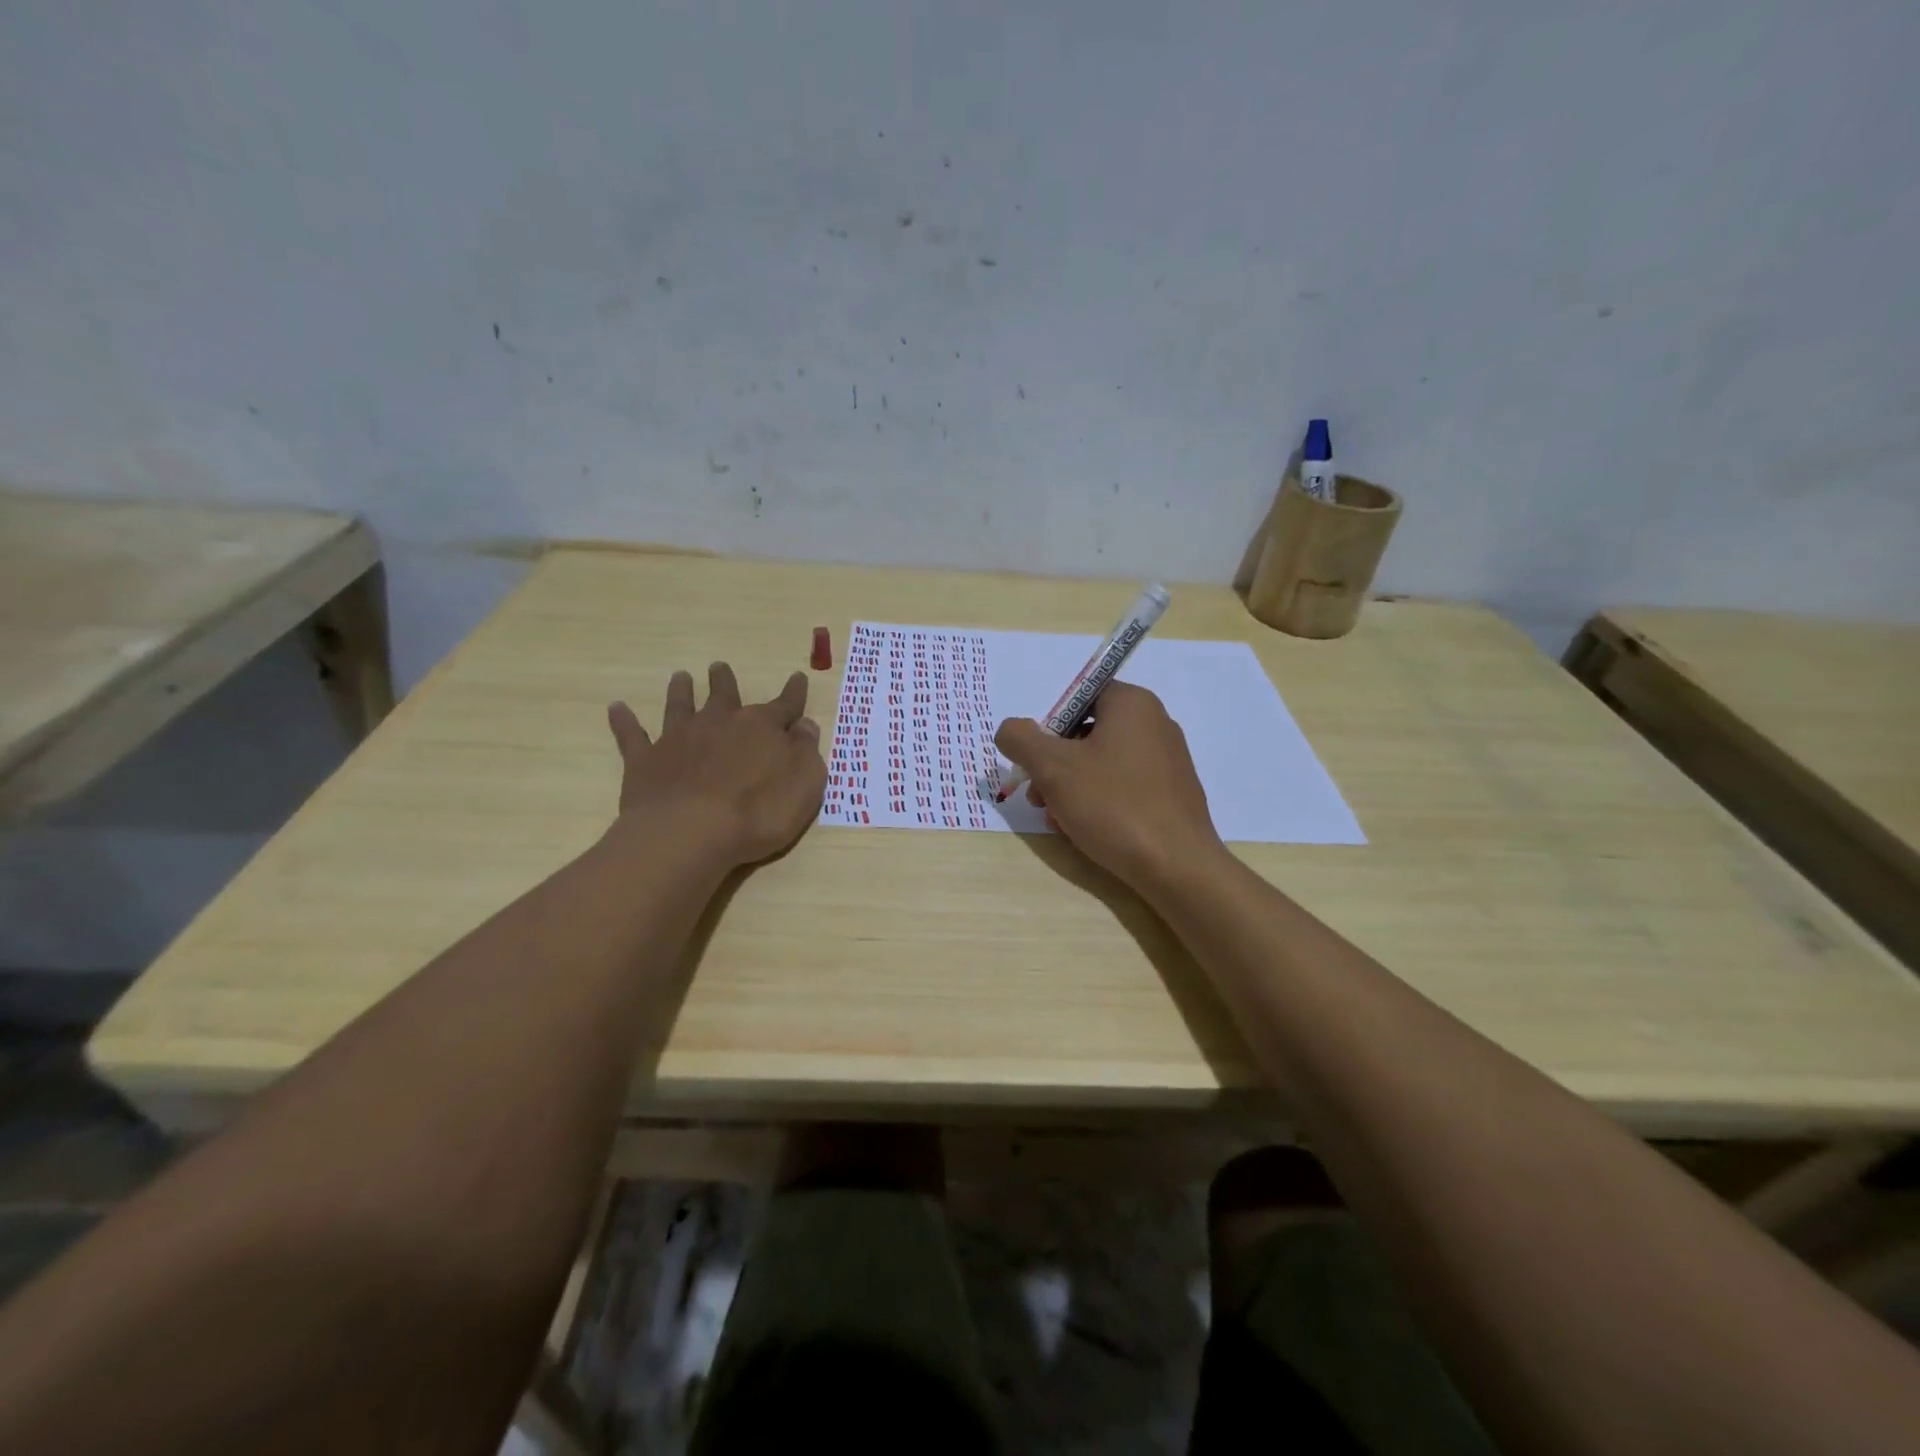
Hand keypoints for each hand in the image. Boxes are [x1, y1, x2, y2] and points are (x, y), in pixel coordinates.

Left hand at [607, 663, 826, 866]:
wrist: (691, 834)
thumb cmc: (759, 812)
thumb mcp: (805, 784)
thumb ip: (806, 751)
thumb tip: (805, 725)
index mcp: (761, 728)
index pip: (785, 705)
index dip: (794, 693)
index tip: (798, 677)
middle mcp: (719, 723)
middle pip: (724, 695)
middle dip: (724, 681)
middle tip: (718, 667)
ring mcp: (679, 739)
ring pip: (680, 706)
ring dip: (681, 691)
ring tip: (680, 676)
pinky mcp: (645, 761)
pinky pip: (632, 735)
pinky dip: (624, 721)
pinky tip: (616, 708)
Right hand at [995, 682, 1225, 890]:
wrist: (1177, 866)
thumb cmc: (1113, 806)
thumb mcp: (1053, 768)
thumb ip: (1021, 740)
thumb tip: (1010, 730)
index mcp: (1132, 704)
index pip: (1078, 697)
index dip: (1048, 727)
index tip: (1036, 761)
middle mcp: (1155, 723)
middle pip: (1086, 733)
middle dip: (1054, 765)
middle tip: (1038, 798)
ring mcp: (1168, 760)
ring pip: (1102, 764)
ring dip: (1070, 788)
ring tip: (1058, 820)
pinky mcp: (1172, 793)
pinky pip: (1124, 786)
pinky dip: (1099, 802)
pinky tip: (1085, 831)